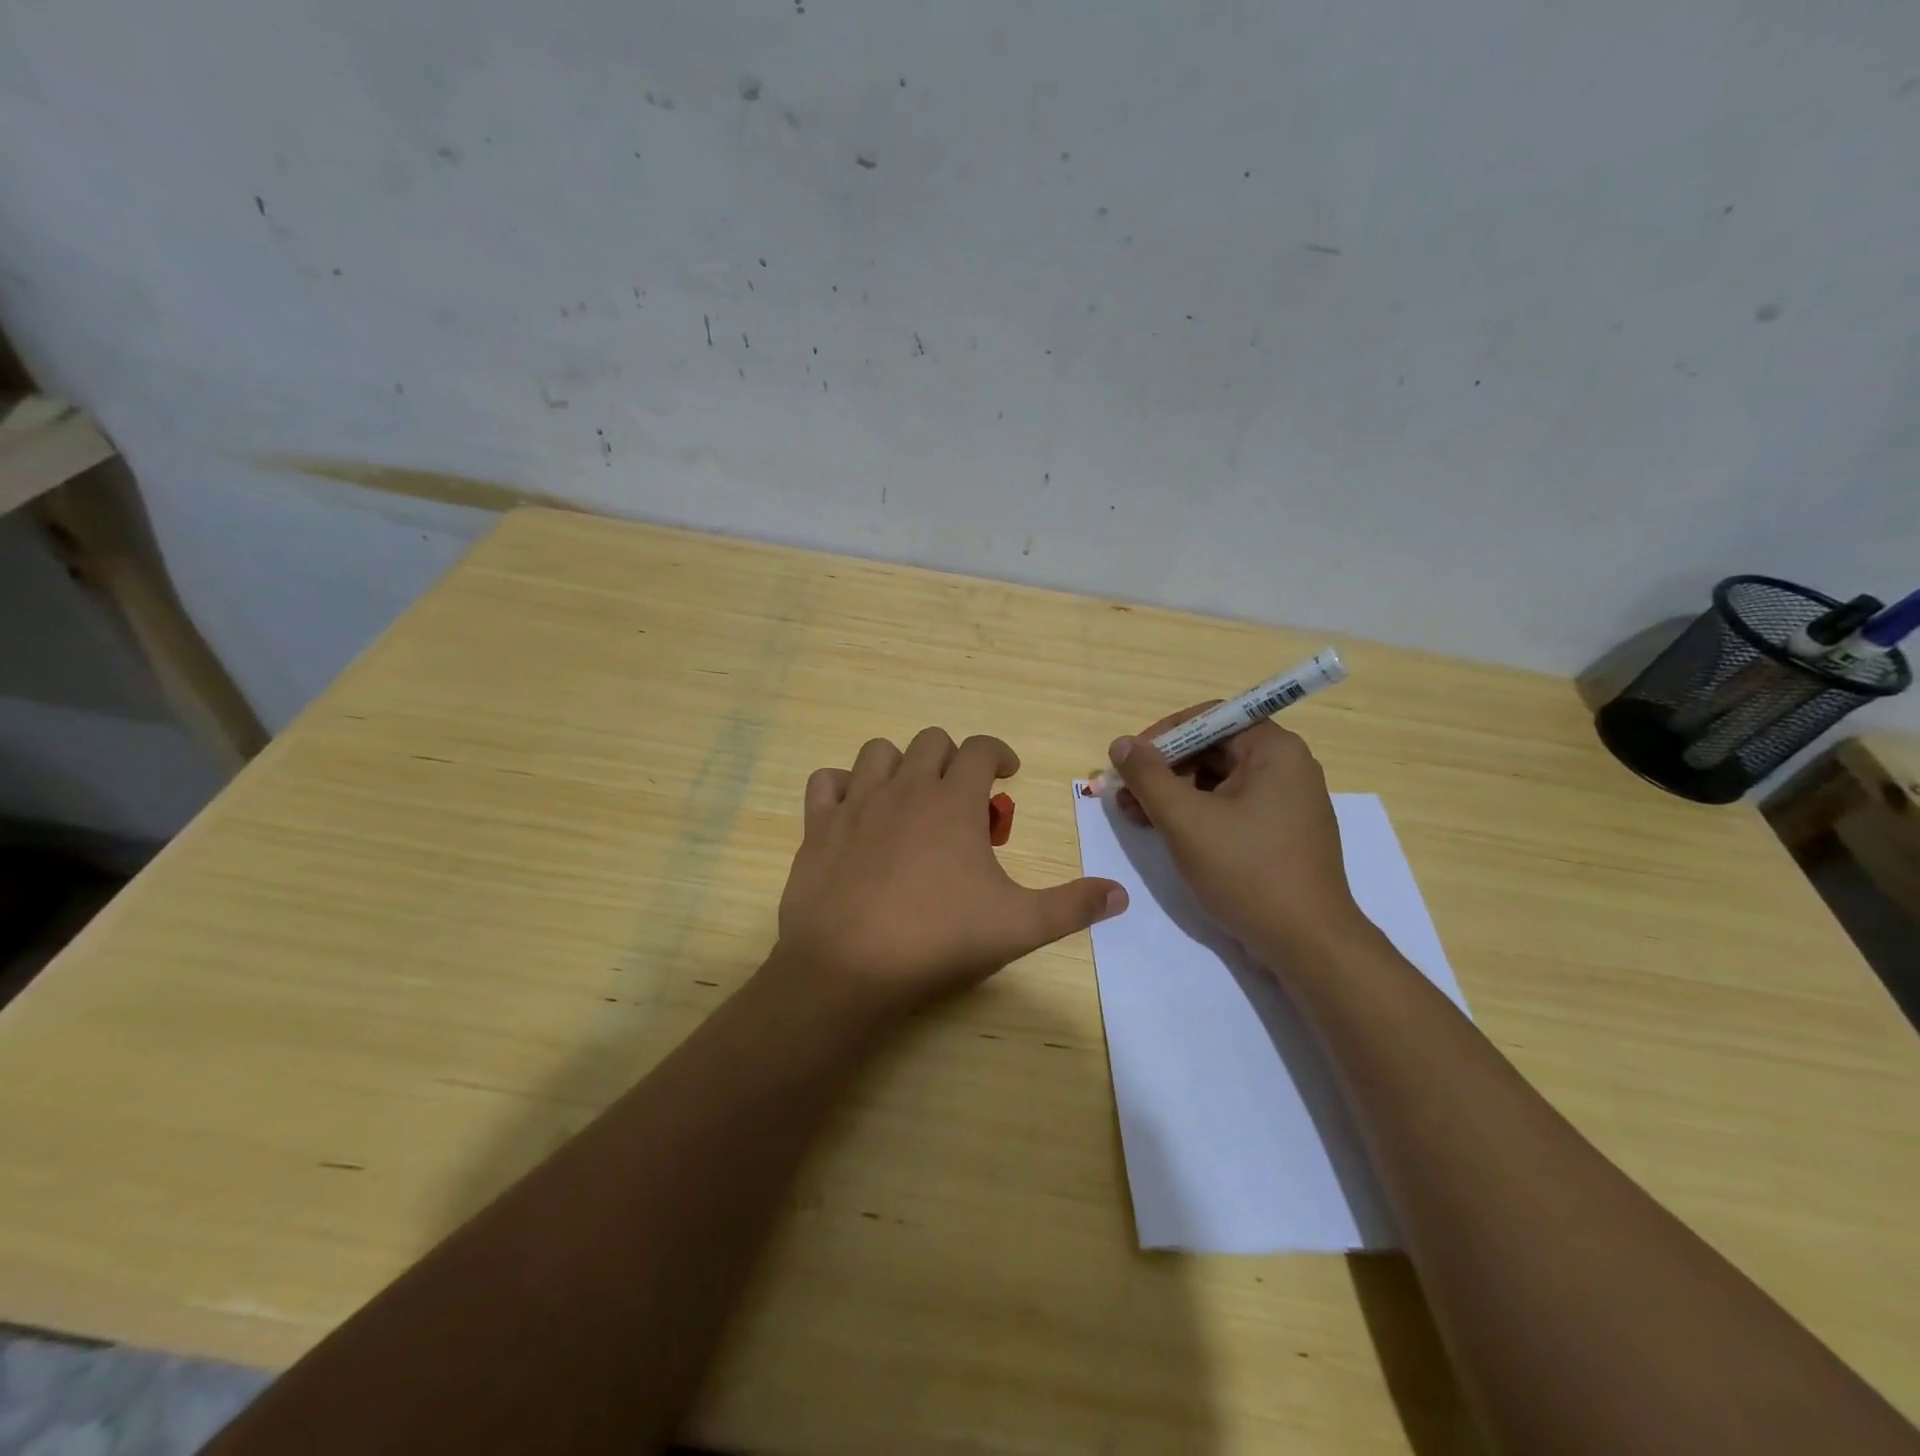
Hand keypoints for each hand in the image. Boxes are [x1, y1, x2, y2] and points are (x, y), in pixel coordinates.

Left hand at [775, 729, 1126, 1018]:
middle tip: (962, 796)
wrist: (849, 966)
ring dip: (900, 764)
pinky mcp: (818, 825)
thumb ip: (1072, 906)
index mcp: (953, 801)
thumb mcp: (1018, 925)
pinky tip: (853, 810)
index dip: (999, 752)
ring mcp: (856, 803)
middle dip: (953, 758)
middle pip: (931, 741)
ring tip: (910, 797)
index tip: (1008, 773)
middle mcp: (905, 787)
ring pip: (878, 752)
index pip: (981, 748)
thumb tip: (1121, 894)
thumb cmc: (938, 939)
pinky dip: (841, 786)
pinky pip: (825, 782)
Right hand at [1107, 707, 1368, 960]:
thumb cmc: (1246, 871)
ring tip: (1137, 818)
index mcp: (1274, 750)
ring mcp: (1288, 801)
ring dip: (1174, 794)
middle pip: (1212, 749)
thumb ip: (1148, 776)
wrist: (1307, 944)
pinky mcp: (1282, 832)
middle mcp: (1287, 766)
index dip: (1163, 735)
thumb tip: (1121, 744)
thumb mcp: (1185, 820)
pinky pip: (1232, 807)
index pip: (1209, 718)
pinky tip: (1168, 833)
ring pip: (1219, 781)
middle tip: (1126, 795)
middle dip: (1164, 769)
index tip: (1130, 761)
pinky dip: (1198, 814)